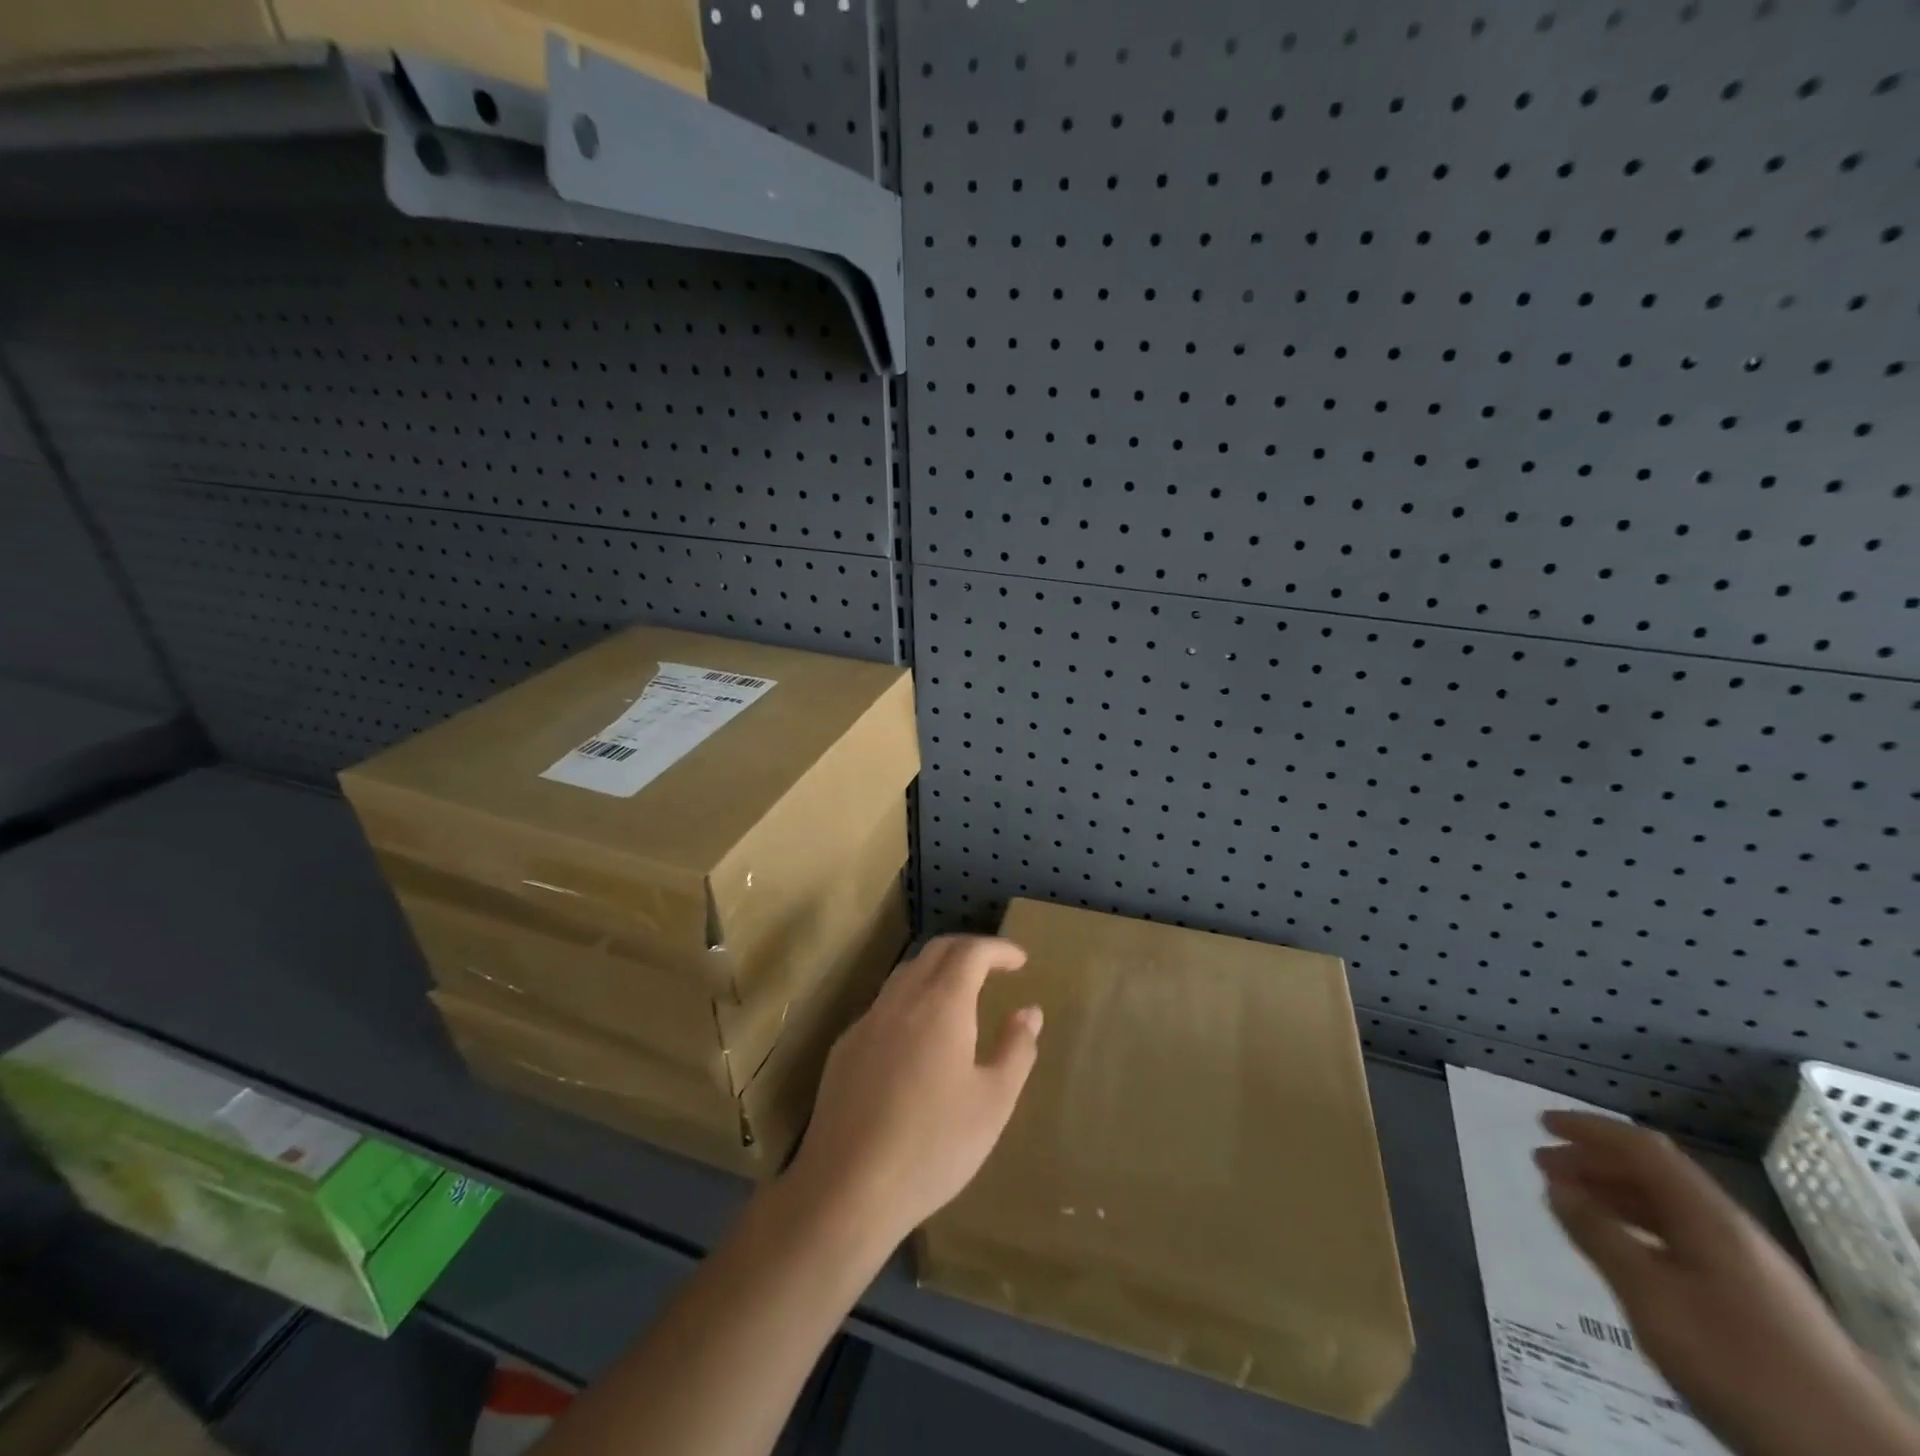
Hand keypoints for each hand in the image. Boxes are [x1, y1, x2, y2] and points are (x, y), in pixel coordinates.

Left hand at [783, 935, 1040, 1250]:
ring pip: (905, 974)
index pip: (971, 952)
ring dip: (937, 971)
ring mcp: (867, 1022)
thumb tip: (1029, 1012)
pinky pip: (884, 1005)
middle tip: (994, 967)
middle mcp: (901, 1000)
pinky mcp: (845, 1048)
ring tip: (960, 995)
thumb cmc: (934, 1146)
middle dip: (968, 950)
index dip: (998, 949)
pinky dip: (911, 1000)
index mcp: (941, 1005)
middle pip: (935, 951)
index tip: (1020, 960)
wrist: (847, 1188)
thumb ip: (1016, 1050)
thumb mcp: (993, 1103)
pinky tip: (919, 1038)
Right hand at [1538, 1111, 1919, 1455]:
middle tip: (1543, 1164)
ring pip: (1671, 1210)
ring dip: (1615, 1196)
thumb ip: (1599, 1237)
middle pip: (1657, 1177)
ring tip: (1571, 1203)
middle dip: (1596, 1162)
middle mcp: (1732, 1232)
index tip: (1542, 1123)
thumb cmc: (1739, 1364)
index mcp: (1709, 1218)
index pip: (1643, 1149)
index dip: (1591, 1130)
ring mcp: (1752, 1270)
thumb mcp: (1651, 1298)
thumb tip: (1558, 1188)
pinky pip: (1685, 1241)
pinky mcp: (1759, 1304)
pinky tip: (1622, 1252)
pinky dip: (1640, 1229)